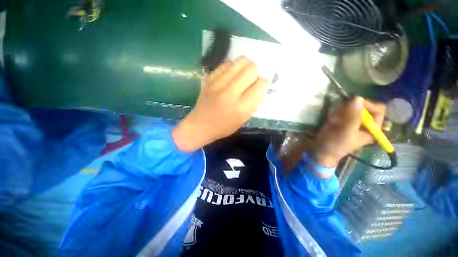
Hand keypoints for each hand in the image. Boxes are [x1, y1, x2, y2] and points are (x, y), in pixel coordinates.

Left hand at [172, 56, 268, 151]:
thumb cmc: (223, 126)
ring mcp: (218, 83)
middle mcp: (230, 93)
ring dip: (246, 67)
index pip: (259, 86)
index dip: (264, 83)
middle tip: (252, 80)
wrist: (200, 125)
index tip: (261, 85)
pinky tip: (231, 75)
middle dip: (256, 73)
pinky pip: (227, 64)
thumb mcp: (243, 120)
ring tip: (242, 76)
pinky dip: (233, 67)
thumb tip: (260, 86)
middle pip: (251, 69)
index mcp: (240, 107)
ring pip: (240, 61)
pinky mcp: (209, 78)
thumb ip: (253, 103)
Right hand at [313, 97, 385, 167]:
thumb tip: (357, 97)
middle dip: (350, 109)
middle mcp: (364, 122)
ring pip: (350, 106)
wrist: (322, 149)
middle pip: (363, 106)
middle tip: (340, 115)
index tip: (355, 104)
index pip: (378, 109)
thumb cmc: (337, 144)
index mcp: (372, 127)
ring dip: (341, 111)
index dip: (369, 105)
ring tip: (334, 120)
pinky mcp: (341, 118)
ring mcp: (352, 119)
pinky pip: (340, 109)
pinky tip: (331, 120)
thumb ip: (353, 116)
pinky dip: (335, 112)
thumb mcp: (347, 132)